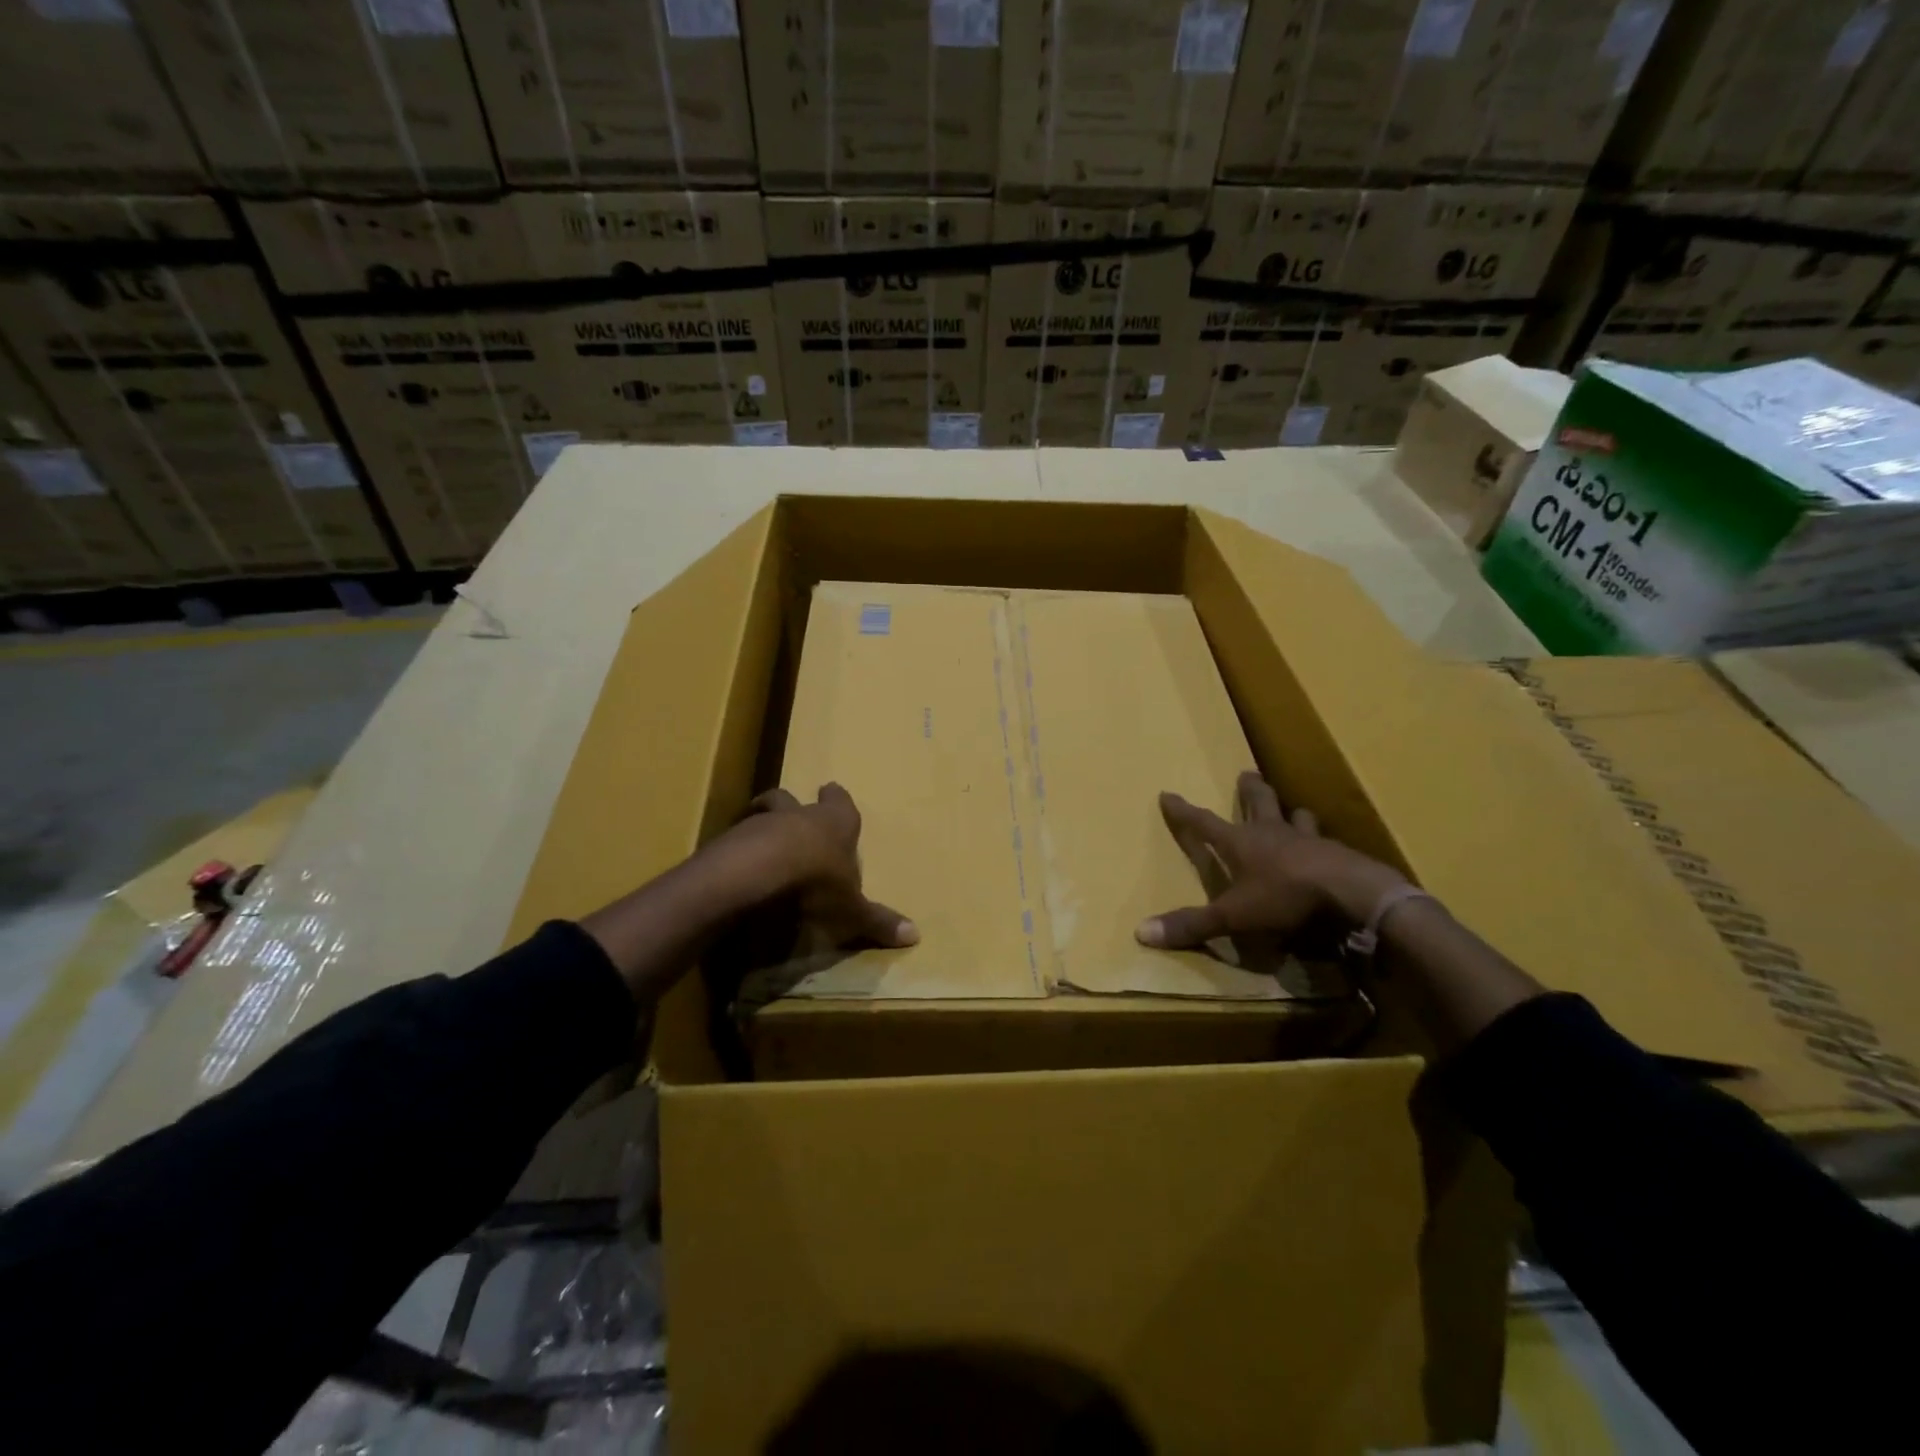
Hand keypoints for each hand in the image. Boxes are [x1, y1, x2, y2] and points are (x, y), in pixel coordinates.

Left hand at [579, 782, 913, 1004]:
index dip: (837, 798)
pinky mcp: (729, 843)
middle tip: (789, 809)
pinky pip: (735, 842)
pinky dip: (738, 852)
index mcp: (834, 823)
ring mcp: (759, 825)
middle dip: (790, 804)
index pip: (840, 802)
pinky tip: (740, 869)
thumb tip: (916, 935)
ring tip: (761, 845)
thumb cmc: (816, 882)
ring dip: (762, 827)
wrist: (756, 874)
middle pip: (790, 799)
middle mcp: (797, 816)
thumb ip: (877, 920)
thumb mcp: (851, 909)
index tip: (832, 789)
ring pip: (761, 816)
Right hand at [1137, 772, 1406, 952]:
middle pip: (1259, 802)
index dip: (1183, 811)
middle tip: (1247, 773)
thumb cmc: (1284, 897)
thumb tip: (1141, 932)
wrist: (1350, 894)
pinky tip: (1328, 851)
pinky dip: (1322, 843)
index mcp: (1241, 843)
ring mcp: (1308, 840)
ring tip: (1294, 811)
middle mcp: (1272, 833)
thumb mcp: (1233, 916)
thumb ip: (1193, 924)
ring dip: (1292, 813)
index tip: (1168, 794)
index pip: (1203, 823)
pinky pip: (1326, 843)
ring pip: (1297, 818)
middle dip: (1250, 789)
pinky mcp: (1337, 854)